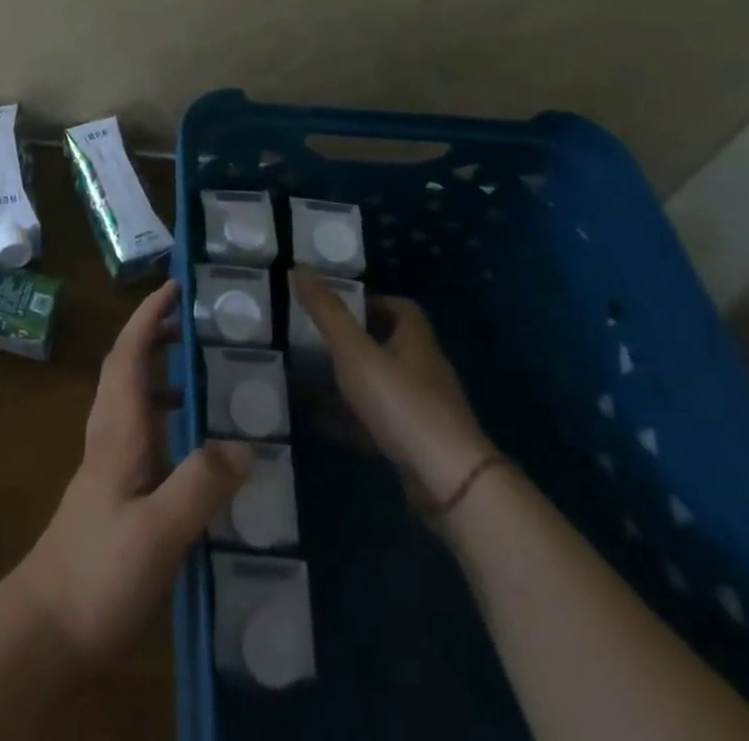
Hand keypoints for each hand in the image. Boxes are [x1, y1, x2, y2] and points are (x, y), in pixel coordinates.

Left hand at [15, 280, 252, 664]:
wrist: (45, 627)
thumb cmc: (98, 572)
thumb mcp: (158, 532)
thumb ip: (200, 485)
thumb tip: (246, 444)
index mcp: (117, 430)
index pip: (129, 354)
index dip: (149, 316)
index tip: (174, 287)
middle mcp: (108, 436)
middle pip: (126, 367)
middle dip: (154, 335)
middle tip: (195, 323)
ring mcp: (106, 464)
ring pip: (130, 398)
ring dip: (159, 374)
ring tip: (203, 378)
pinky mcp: (110, 492)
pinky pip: (138, 432)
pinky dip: (162, 417)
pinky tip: (191, 448)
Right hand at [291, 270, 494, 511]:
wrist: (448, 480)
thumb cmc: (401, 402)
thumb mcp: (355, 351)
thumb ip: (327, 312)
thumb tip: (300, 268)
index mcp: (416, 339)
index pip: (401, 308)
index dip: (372, 302)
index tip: (339, 307)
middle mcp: (425, 369)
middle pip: (392, 345)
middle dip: (357, 341)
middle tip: (317, 341)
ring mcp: (426, 409)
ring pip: (385, 385)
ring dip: (353, 381)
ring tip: (312, 380)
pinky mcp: (419, 444)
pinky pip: (381, 422)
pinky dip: (353, 419)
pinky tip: (324, 424)